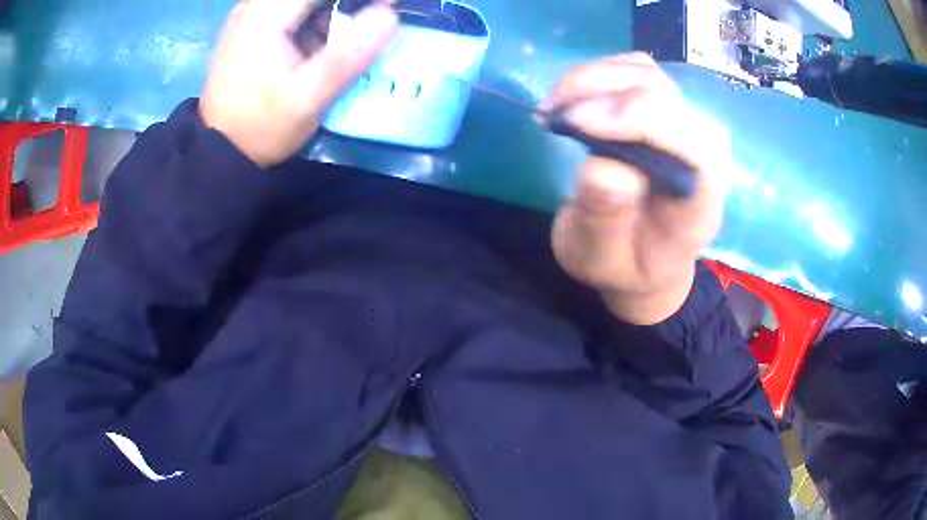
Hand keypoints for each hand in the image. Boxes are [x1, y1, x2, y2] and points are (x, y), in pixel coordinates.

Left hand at [200, 0, 397, 167]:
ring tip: (353, 34)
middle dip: (347, 4)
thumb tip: (389, 15)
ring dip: (336, 9)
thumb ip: (346, 56)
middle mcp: (256, 5)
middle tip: (377, 14)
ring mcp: (253, 14)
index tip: (385, 8)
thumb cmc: (260, 126)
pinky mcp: (254, 27)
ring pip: (305, 2)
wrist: (220, 150)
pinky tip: (327, 37)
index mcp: (265, 14)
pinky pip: (295, 9)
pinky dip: (320, 15)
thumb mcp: (307, 99)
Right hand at [548, 53, 731, 324]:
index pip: (696, 144)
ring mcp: (685, 122)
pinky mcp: (664, 105)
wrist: (642, 254)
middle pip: (666, 96)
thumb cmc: (624, 264)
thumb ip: (605, 222)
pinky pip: (633, 69)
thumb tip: (603, 167)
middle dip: (602, 92)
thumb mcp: (600, 262)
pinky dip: (596, 75)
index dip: (641, 119)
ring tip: (554, 108)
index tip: (576, 124)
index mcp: (701, 202)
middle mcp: (704, 152)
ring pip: (646, 73)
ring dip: (593, 79)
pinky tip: (572, 100)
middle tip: (552, 116)